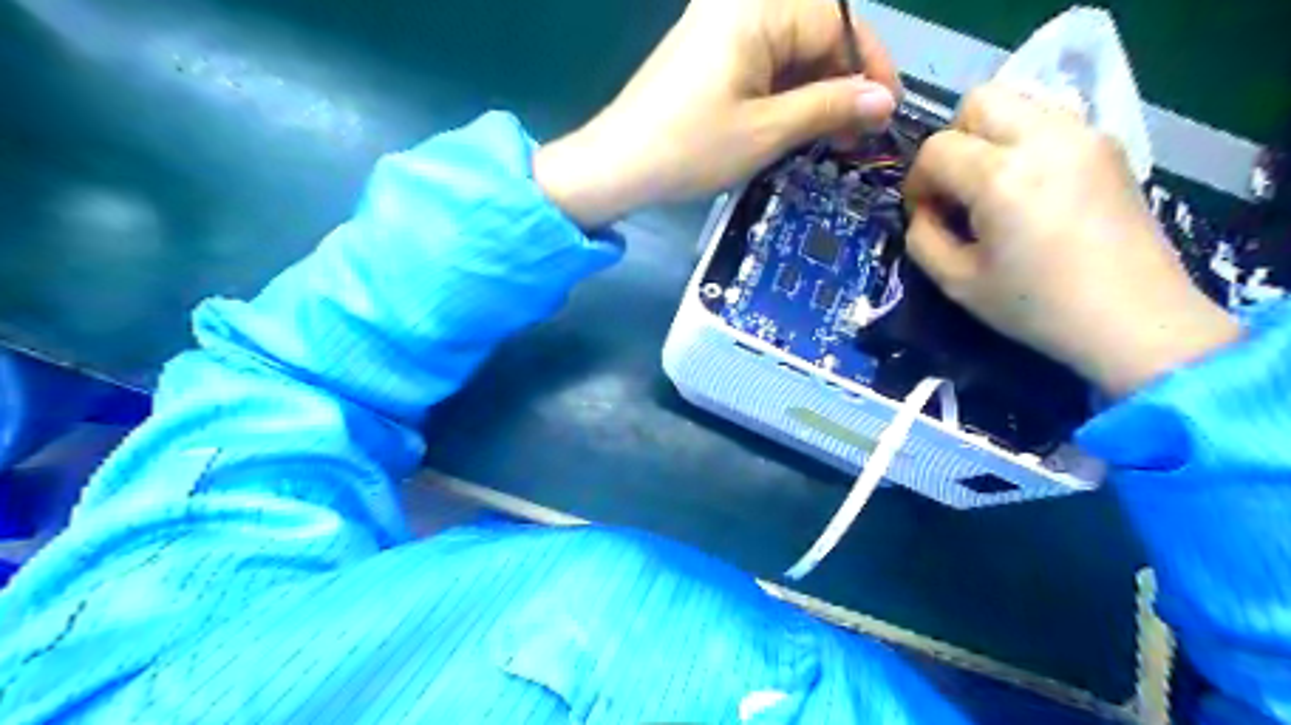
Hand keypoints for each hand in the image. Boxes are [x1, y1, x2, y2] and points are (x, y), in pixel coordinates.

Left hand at [535, 0, 898, 225]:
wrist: (615, 166)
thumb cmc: (689, 149)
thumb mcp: (767, 132)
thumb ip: (830, 107)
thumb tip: (883, 100)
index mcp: (756, 9)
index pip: (837, 23)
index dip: (869, 68)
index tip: (886, 113)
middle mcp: (738, 4)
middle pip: (814, 32)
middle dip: (841, 82)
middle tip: (856, 134)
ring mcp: (719, 27)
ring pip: (789, 50)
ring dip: (814, 91)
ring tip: (830, 138)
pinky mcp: (707, 52)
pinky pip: (762, 62)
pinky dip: (784, 92)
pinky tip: (794, 125)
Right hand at [902, 89, 1238, 397]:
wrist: (1133, 318)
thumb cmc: (1036, 306)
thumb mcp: (957, 282)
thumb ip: (923, 237)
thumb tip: (923, 210)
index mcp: (1001, 177)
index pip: (936, 148)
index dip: (917, 181)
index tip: (924, 214)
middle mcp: (1045, 138)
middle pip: (978, 101)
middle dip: (953, 141)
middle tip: (956, 188)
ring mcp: (1084, 135)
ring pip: (1017, 102)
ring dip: (989, 137)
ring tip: (992, 187)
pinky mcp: (1108, 144)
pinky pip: (1049, 120)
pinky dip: (1024, 141)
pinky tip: (1029, 188)